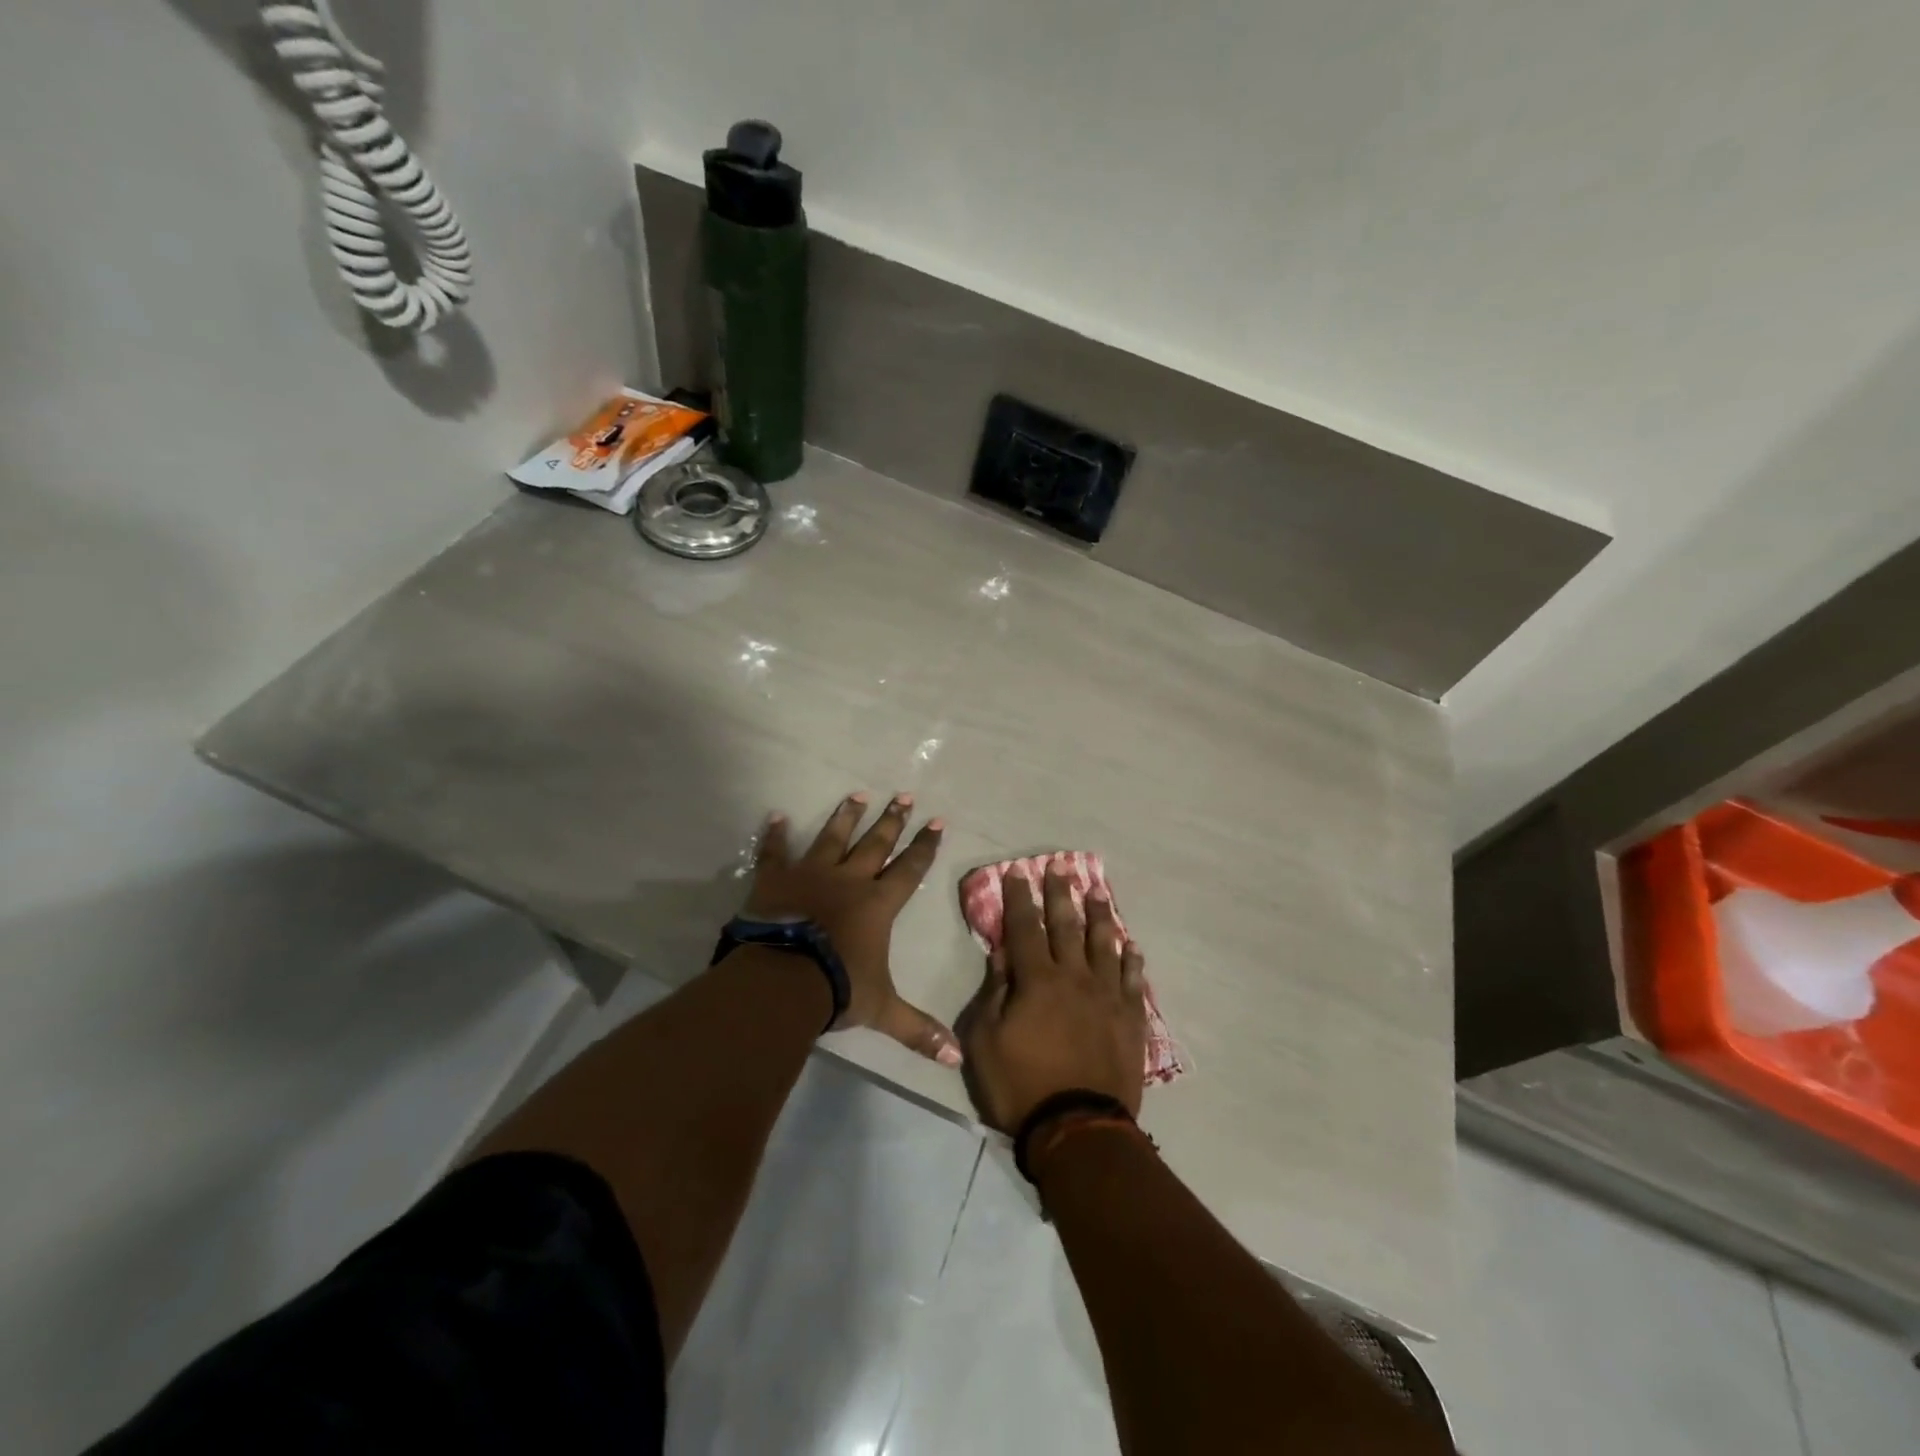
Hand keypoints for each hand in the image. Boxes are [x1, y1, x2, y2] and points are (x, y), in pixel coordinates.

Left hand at [743, 791, 960, 1066]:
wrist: (782, 979)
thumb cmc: (837, 988)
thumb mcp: (881, 1010)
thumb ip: (916, 1029)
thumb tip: (956, 1059)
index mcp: (877, 904)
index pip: (909, 869)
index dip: (925, 846)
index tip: (937, 821)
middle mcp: (849, 880)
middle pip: (876, 844)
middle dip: (892, 820)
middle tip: (904, 795)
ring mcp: (811, 874)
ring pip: (833, 837)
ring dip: (846, 816)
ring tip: (857, 793)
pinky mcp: (775, 879)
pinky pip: (775, 852)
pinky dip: (774, 835)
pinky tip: (775, 815)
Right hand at [962, 864, 1148, 1131]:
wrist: (1078, 1129)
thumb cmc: (1021, 1086)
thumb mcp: (985, 1041)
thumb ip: (994, 992)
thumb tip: (1002, 953)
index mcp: (1037, 980)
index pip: (1025, 927)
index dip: (1019, 897)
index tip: (1017, 871)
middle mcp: (1075, 978)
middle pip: (1067, 925)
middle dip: (1061, 893)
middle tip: (1060, 866)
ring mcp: (1107, 997)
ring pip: (1104, 944)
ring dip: (1100, 915)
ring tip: (1098, 891)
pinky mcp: (1130, 1020)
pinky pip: (1132, 980)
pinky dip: (1130, 960)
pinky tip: (1131, 945)